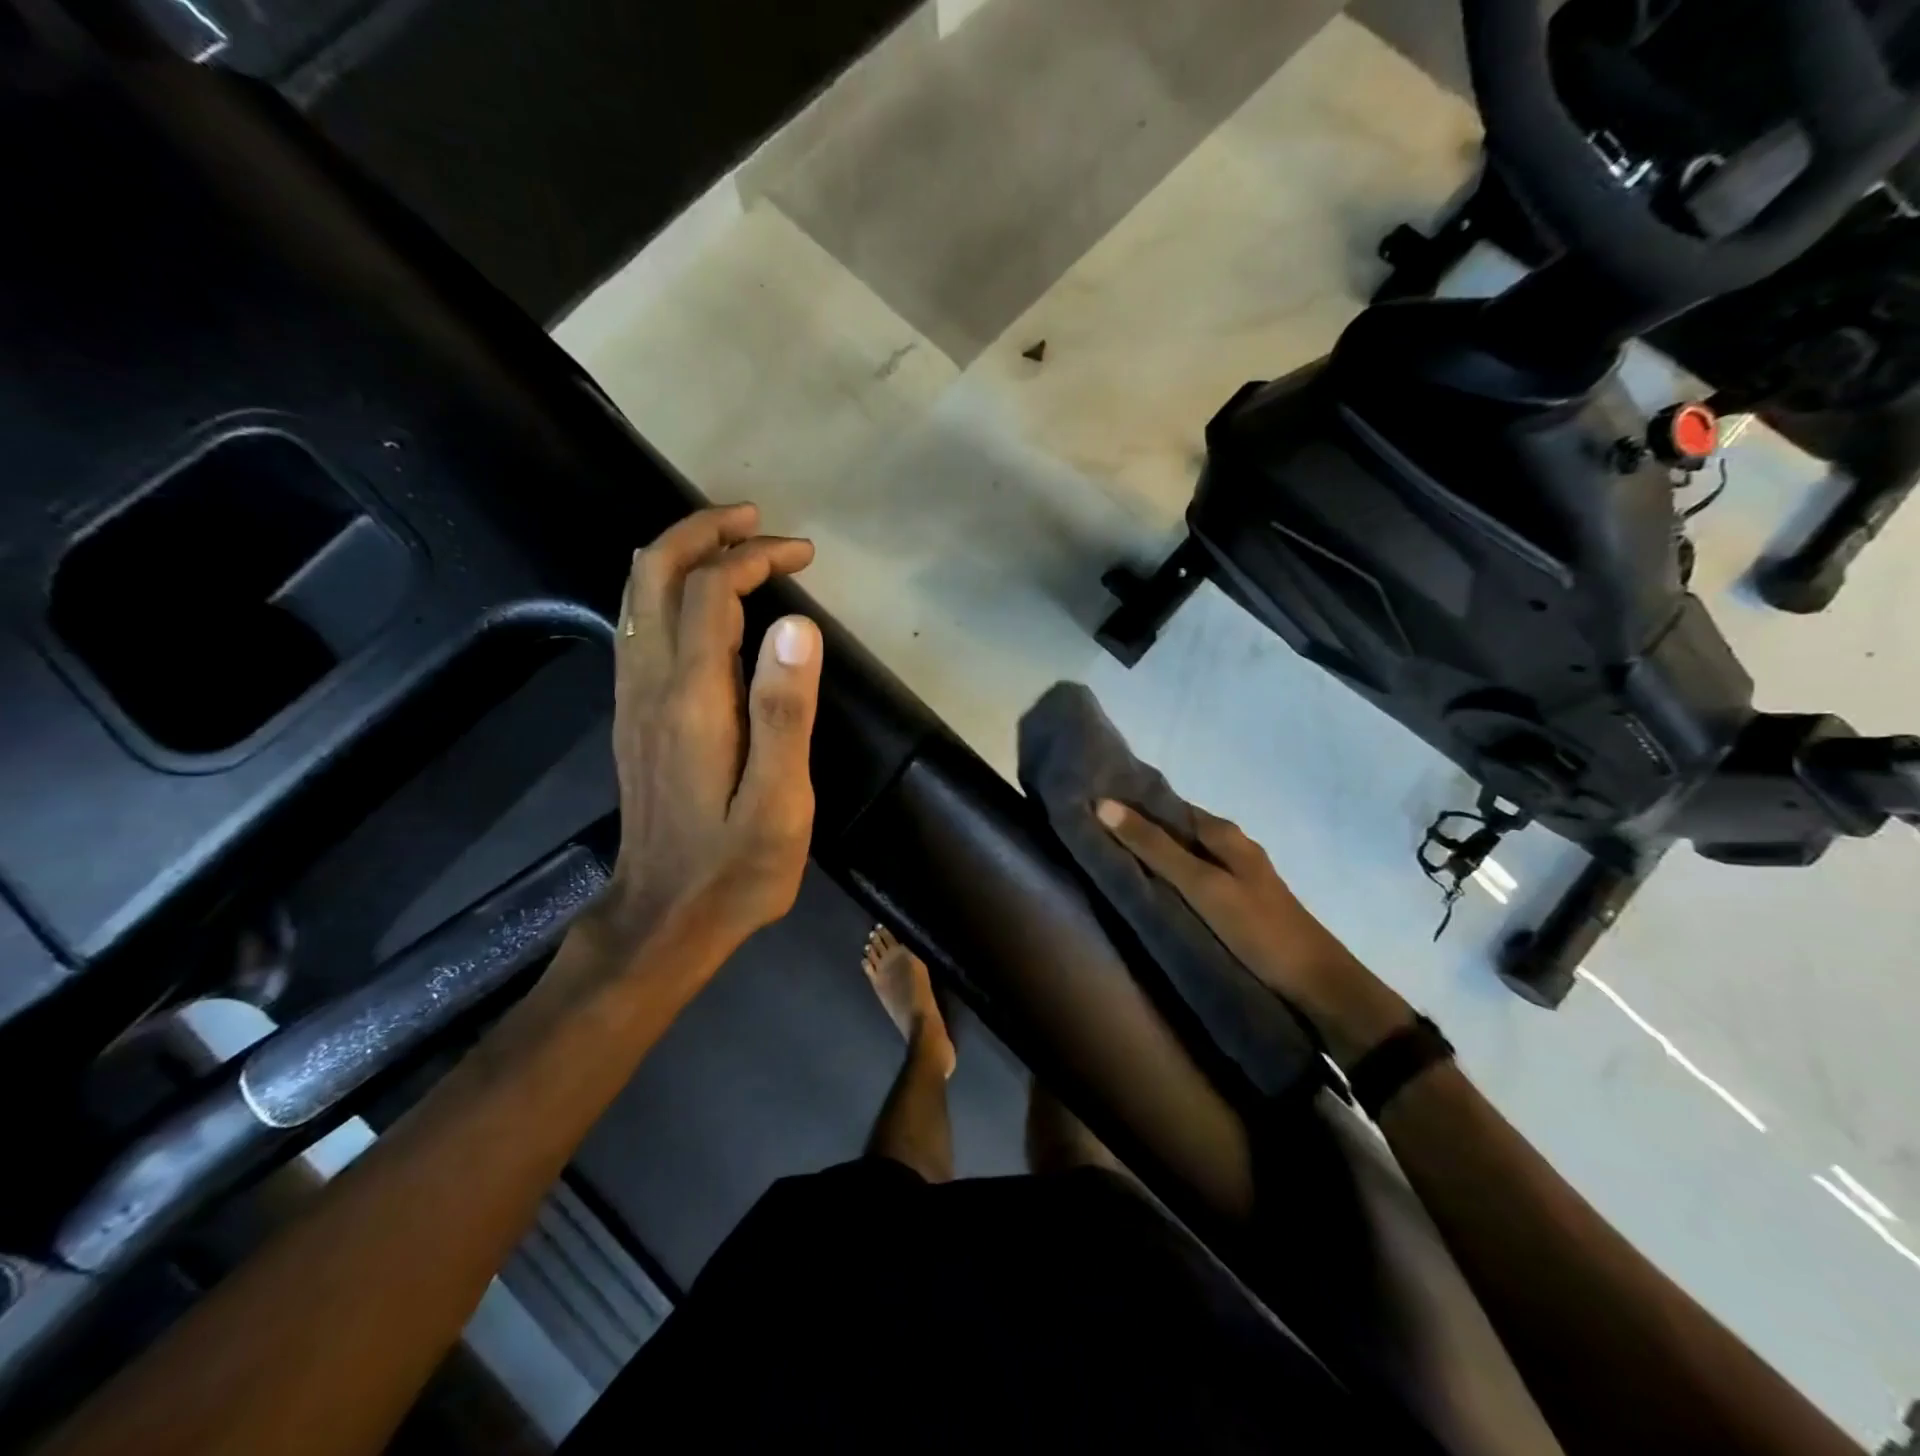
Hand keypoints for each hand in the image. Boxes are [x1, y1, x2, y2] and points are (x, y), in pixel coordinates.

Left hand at [600, 504, 822, 966]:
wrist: (664, 919)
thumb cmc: (735, 868)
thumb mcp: (780, 801)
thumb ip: (785, 711)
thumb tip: (796, 625)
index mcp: (692, 698)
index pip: (712, 591)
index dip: (754, 557)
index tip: (802, 554)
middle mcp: (650, 684)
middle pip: (654, 573)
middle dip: (703, 532)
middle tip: (757, 524)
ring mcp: (633, 699)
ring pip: (638, 596)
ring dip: (684, 556)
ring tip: (739, 550)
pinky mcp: (634, 716)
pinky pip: (641, 627)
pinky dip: (671, 592)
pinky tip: (709, 609)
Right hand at [1096, 799, 1412, 1068]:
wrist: (1317, 984)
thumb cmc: (1257, 928)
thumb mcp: (1201, 885)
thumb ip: (1155, 847)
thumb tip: (1104, 804)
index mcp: (1224, 832)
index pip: (1167, 805)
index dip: (1131, 804)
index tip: (1090, 808)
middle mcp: (1230, 845)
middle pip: (1175, 829)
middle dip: (1137, 830)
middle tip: (1090, 835)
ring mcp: (1235, 875)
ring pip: (1183, 855)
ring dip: (1151, 855)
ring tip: (1108, 861)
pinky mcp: (1235, 903)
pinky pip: (1192, 879)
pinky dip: (1168, 878)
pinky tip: (1148, 890)